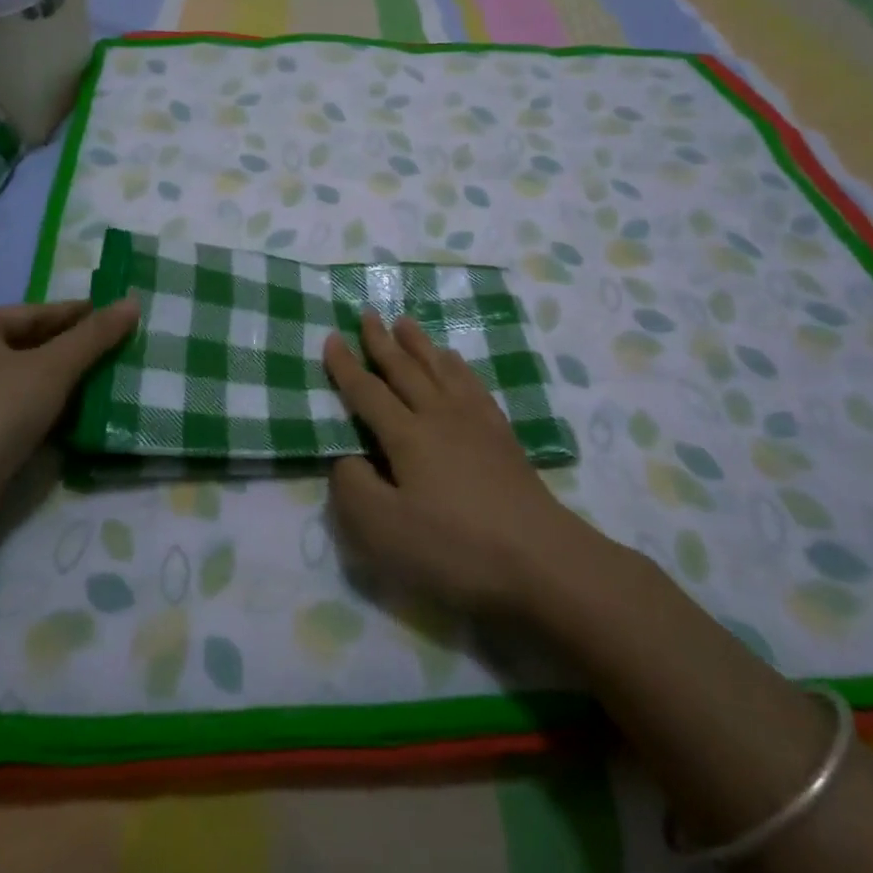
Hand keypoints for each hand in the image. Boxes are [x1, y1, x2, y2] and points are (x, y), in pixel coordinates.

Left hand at [0, 299, 137, 526]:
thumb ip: (94, 335)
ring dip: (61, 382)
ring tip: (107, 381)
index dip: (80, 315)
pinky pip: (12, 408)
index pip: (34, 313)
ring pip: (21, 379)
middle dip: (72, 351)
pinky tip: (76, 415)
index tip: (119, 317)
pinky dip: (43, 408)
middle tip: (119, 350)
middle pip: (27, 345)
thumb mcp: (52, 369)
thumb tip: (132, 301)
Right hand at [322, 311, 596, 616]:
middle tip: (367, 313)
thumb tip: (348, 459)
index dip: (346, 367)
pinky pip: (473, 385)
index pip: (368, 393)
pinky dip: (458, 367)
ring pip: (441, 369)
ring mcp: (476, 423)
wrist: (541, 560)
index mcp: (407, 436)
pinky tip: (456, 363)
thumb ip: (353, 489)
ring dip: (419, 344)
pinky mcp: (502, 436)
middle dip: (382, 341)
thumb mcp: (384, 530)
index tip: (331, 338)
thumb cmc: (455, 549)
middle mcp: (440, 416)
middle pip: (405, 370)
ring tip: (406, 323)